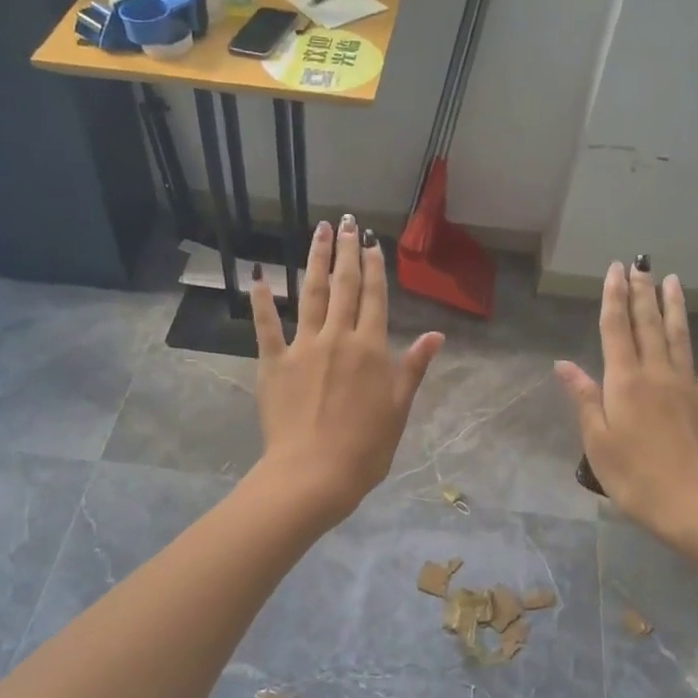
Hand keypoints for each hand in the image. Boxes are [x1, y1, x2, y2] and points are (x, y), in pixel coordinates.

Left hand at [250, 216, 444, 526]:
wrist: (315, 473)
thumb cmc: (366, 448)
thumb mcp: (400, 408)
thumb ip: (414, 367)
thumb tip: (437, 335)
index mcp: (371, 348)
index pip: (375, 298)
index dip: (375, 268)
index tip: (372, 243)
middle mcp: (338, 338)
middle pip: (344, 286)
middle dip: (347, 252)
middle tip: (347, 223)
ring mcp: (303, 347)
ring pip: (310, 294)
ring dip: (314, 260)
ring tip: (319, 232)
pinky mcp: (273, 363)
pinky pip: (266, 326)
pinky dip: (262, 301)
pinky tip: (260, 276)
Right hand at [554, 263, 697, 543]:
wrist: (693, 504)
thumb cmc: (634, 476)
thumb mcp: (597, 441)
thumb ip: (584, 398)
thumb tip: (563, 363)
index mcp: (624, 382)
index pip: (615, 330)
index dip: (613, 298)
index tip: (615, 270)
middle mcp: (656, 374)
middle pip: (648, 325)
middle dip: (641, 293)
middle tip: (639, 265)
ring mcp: (687, 387)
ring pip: (679, 337)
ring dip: (674, 308)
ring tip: (672, 281)